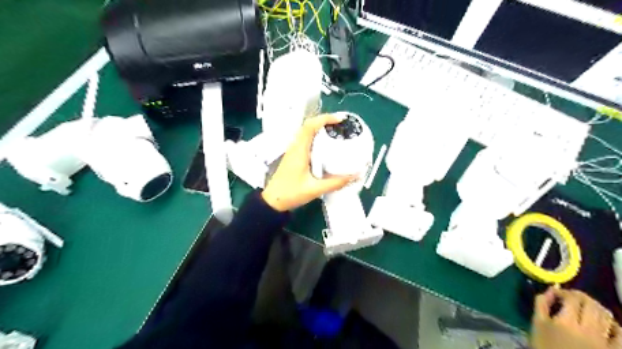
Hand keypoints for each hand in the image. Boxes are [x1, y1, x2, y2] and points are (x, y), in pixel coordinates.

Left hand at [261, 116, 353, 210]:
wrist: (273, 201)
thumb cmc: (291, 193)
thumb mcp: (315, 189)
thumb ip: (335, 183)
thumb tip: (355, 176)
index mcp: (299, 151)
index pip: (310, 126)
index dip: (325, 119)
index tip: (340, 119)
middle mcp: (295, 147)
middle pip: (308, 126)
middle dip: (325, 121)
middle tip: (341, 125)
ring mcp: (293, 151)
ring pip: (306, 133)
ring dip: (320, 129)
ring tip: (336, 133)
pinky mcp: (293, 156)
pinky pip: (305, 141)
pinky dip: (316, 138)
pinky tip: (326, 147)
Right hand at [529, 288, 621, 348]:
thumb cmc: (544, 344)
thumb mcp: (537, 323)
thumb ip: (542, 304)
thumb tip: (551, 290)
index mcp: (566, 322)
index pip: (572, 298)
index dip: (564, 292)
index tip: (555, 294)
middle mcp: (588, 330)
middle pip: (591, 304)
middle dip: (580, 296)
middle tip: (570, 297)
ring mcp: (603, 341)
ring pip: (606, 316)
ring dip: (595, 307)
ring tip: (585, 307)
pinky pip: (621, 336)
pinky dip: (615, 326)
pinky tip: (607, 323)